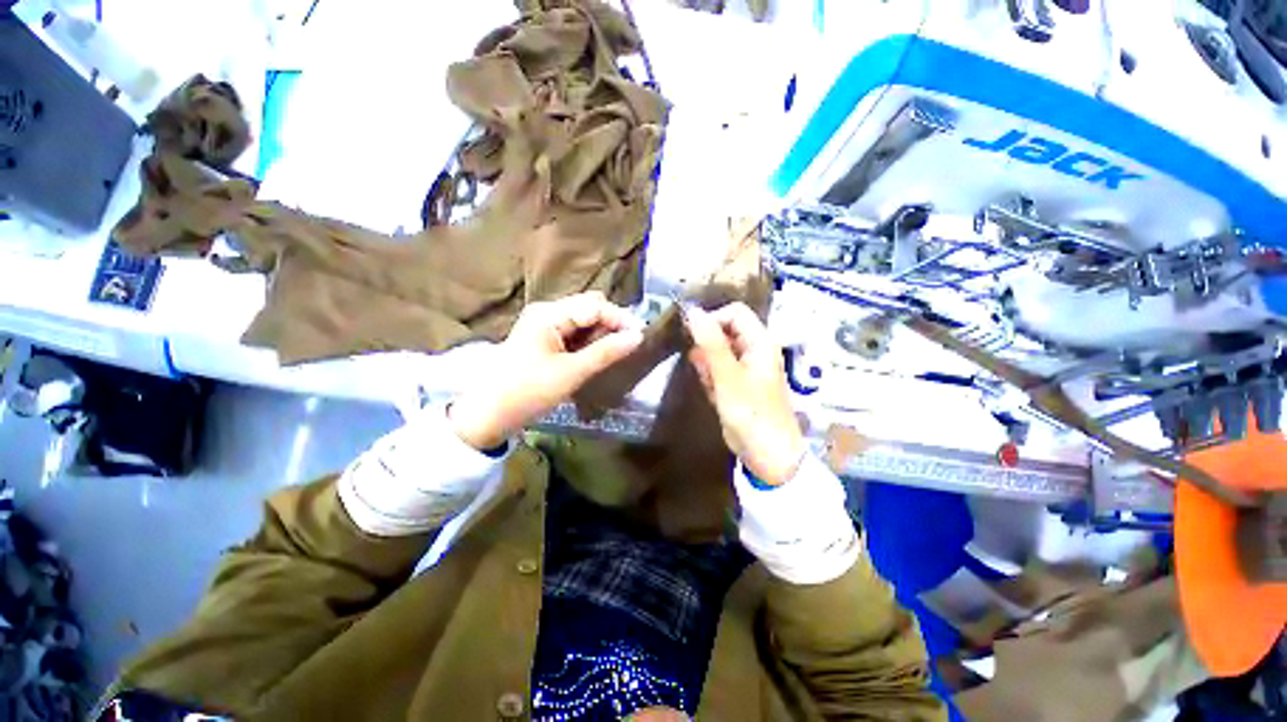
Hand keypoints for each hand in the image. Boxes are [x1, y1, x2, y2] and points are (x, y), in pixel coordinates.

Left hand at [449, 292, 643, 449]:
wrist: (487, 414)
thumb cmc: (528, 392)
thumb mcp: (571, 373)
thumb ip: (606, 352)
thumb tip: (638, 337)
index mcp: (550, 314)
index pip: (595, 306)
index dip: (620, 318)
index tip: (640, 337)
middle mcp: (547, 312)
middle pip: (589, 308)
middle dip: (612, 324)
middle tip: (627, 347)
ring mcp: (544, 325)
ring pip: (584, 320)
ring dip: (601, 333)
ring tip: (614, 353)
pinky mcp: (544, 339)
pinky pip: (574, 332)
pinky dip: (589, 341)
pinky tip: (597, 355)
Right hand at [684, 303, 806, 485]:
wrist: (767, 454)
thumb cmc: (751, 413)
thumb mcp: (727, 376)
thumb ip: (710, 343)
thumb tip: (692, 311)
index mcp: (760, 341)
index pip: (733, 312)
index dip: (712, 319)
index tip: (693, 337)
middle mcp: (754, 349)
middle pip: (724, 331)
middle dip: (707, 347)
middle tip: (702, 368)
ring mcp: (746, 367)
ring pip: (718, 352)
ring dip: (708, 365)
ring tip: (711, 385)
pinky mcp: (737, 383)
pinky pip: (718, 370)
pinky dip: (711, 379)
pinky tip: (714, 394)